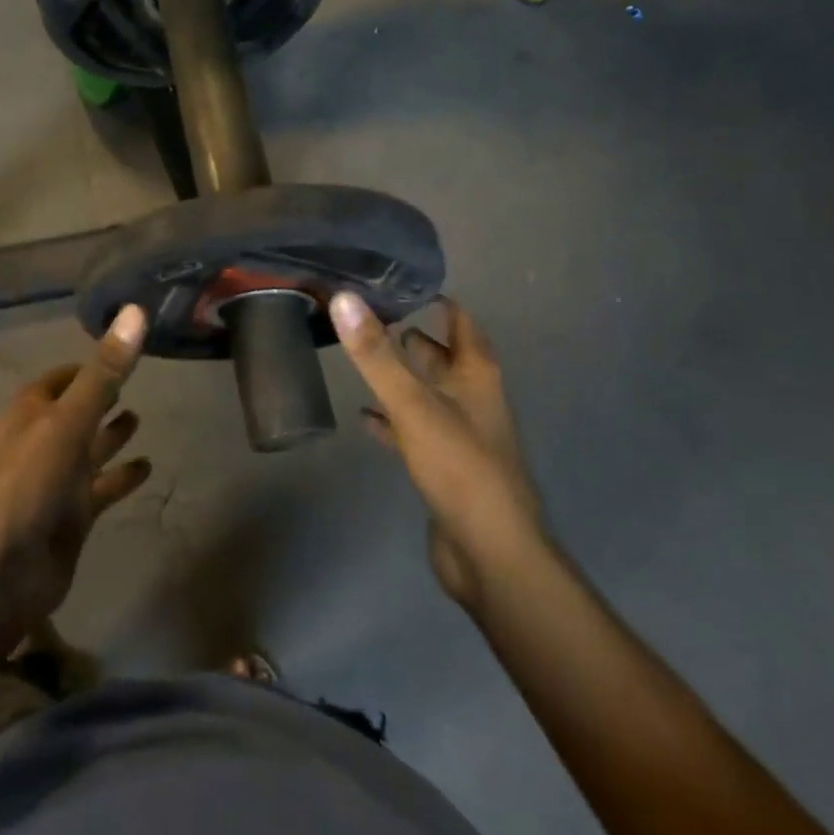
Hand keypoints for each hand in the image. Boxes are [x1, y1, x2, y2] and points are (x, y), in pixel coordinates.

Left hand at [0, 305, 152, 634]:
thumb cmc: (27, 482)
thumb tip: (135, 310)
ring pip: (88, 451)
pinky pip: (101, 489)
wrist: (1, 572)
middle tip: (134, 384)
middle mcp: (41, 443)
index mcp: (29, 415)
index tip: (112, 354)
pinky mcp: (71, 517)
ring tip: (141, 419)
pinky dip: (120, 478)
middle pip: (74, 414)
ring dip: (110, 437)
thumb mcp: (68, 420)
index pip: (55, 381)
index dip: (81, 368)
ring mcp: (56, 482)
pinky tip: (147, 468)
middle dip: (98, 400)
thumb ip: (104, 372)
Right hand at [330, 293, 542, 614]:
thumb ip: (377, 355)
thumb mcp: (413, 405)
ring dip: (400, 377)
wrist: (490, 554)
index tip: (395, 281)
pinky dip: (391, 419)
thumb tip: (343, 297)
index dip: (434, 299)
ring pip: (427, 392)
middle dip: (410, 337)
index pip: (460, 320)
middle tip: (367, 316)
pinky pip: (413, 430)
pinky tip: (364, 416)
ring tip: (361, 357)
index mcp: (476, 374)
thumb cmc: (460, 467)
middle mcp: (472, 397)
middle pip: (442, 355)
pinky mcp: (443, 465)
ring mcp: (459, 432)